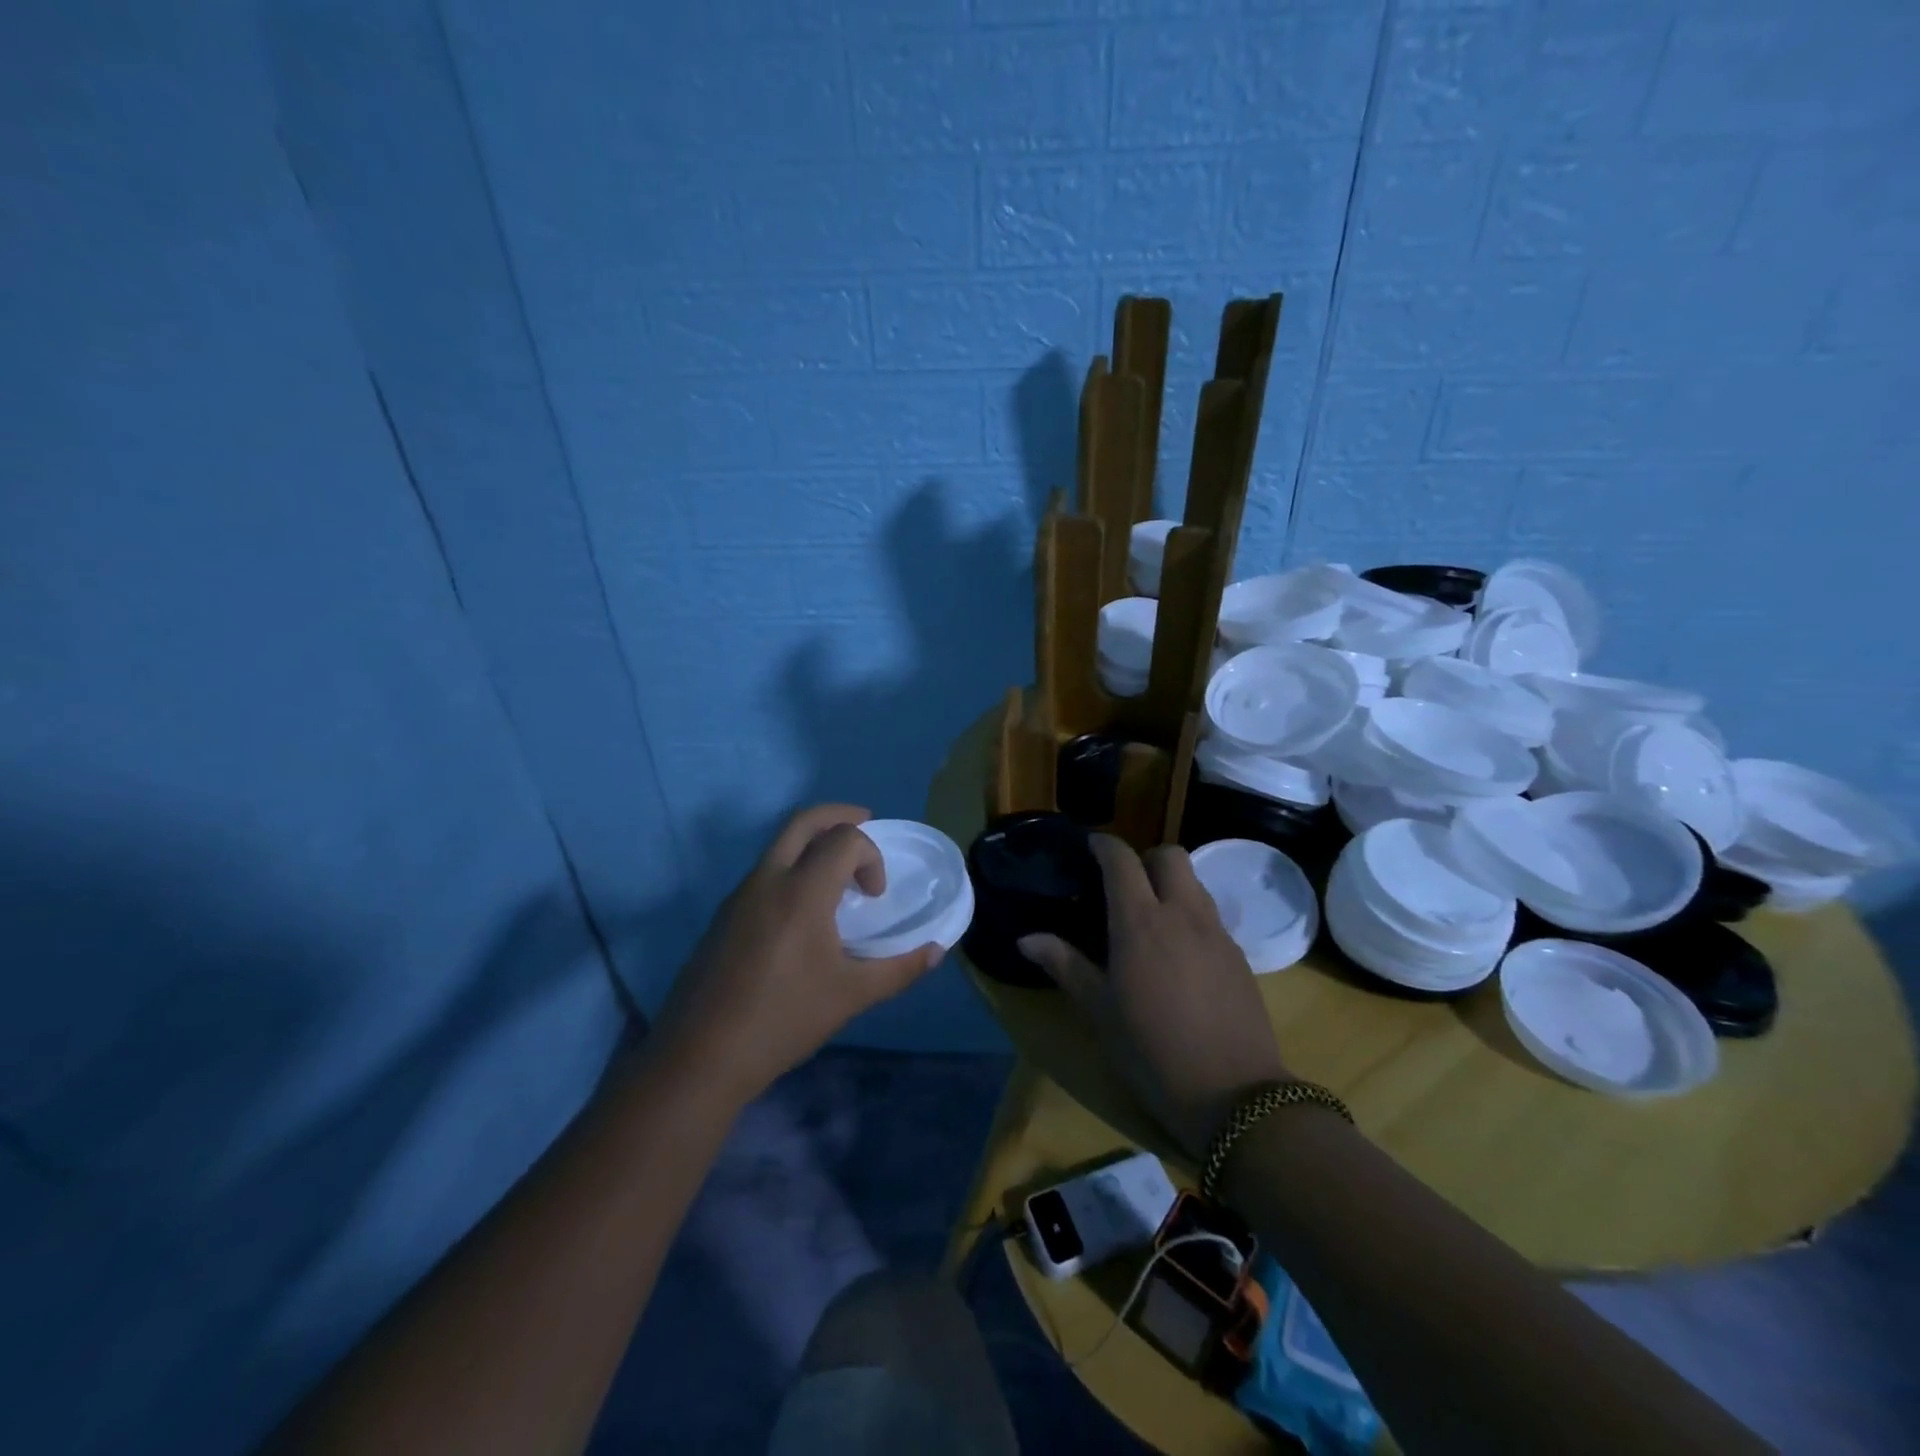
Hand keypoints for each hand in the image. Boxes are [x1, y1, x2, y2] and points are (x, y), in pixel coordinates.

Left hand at [650, 805, 938, 1109]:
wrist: (702, 1055)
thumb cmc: (783, 1019)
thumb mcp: (851, 996)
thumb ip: (899, 969)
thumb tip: (936, 951)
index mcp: (801, 891)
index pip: (843, 839)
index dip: (870, 856)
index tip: (874, 896)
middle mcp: (767, 879)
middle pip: (803, 821)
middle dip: (839, 815)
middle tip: (866, 823)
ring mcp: (739, 895)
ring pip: (779, 845)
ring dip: (813, 843)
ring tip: (837, 875)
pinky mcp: (724, 916)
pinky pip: (764, 872)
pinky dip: (792, 868)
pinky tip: (803, 912)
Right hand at [1019, 835, 1288, 1159]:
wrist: (1234, 1094)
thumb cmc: (1151, 1050)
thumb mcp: (1099, 1010)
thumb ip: (1064, 965)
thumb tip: (1026, 938)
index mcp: (1140, 922)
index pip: (1122, 860)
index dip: (1104, 846)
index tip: (1089, 848)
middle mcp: (1182, 914)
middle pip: (1170, 855)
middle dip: (1145, 858)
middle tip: (1124, 886)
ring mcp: (1216, 933)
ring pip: (1195, 882)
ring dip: (1171, 884)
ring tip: (1150, 918)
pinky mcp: (1239, 955)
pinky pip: (1211, 914)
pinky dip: (1191, 914)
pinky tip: (1179, 953)